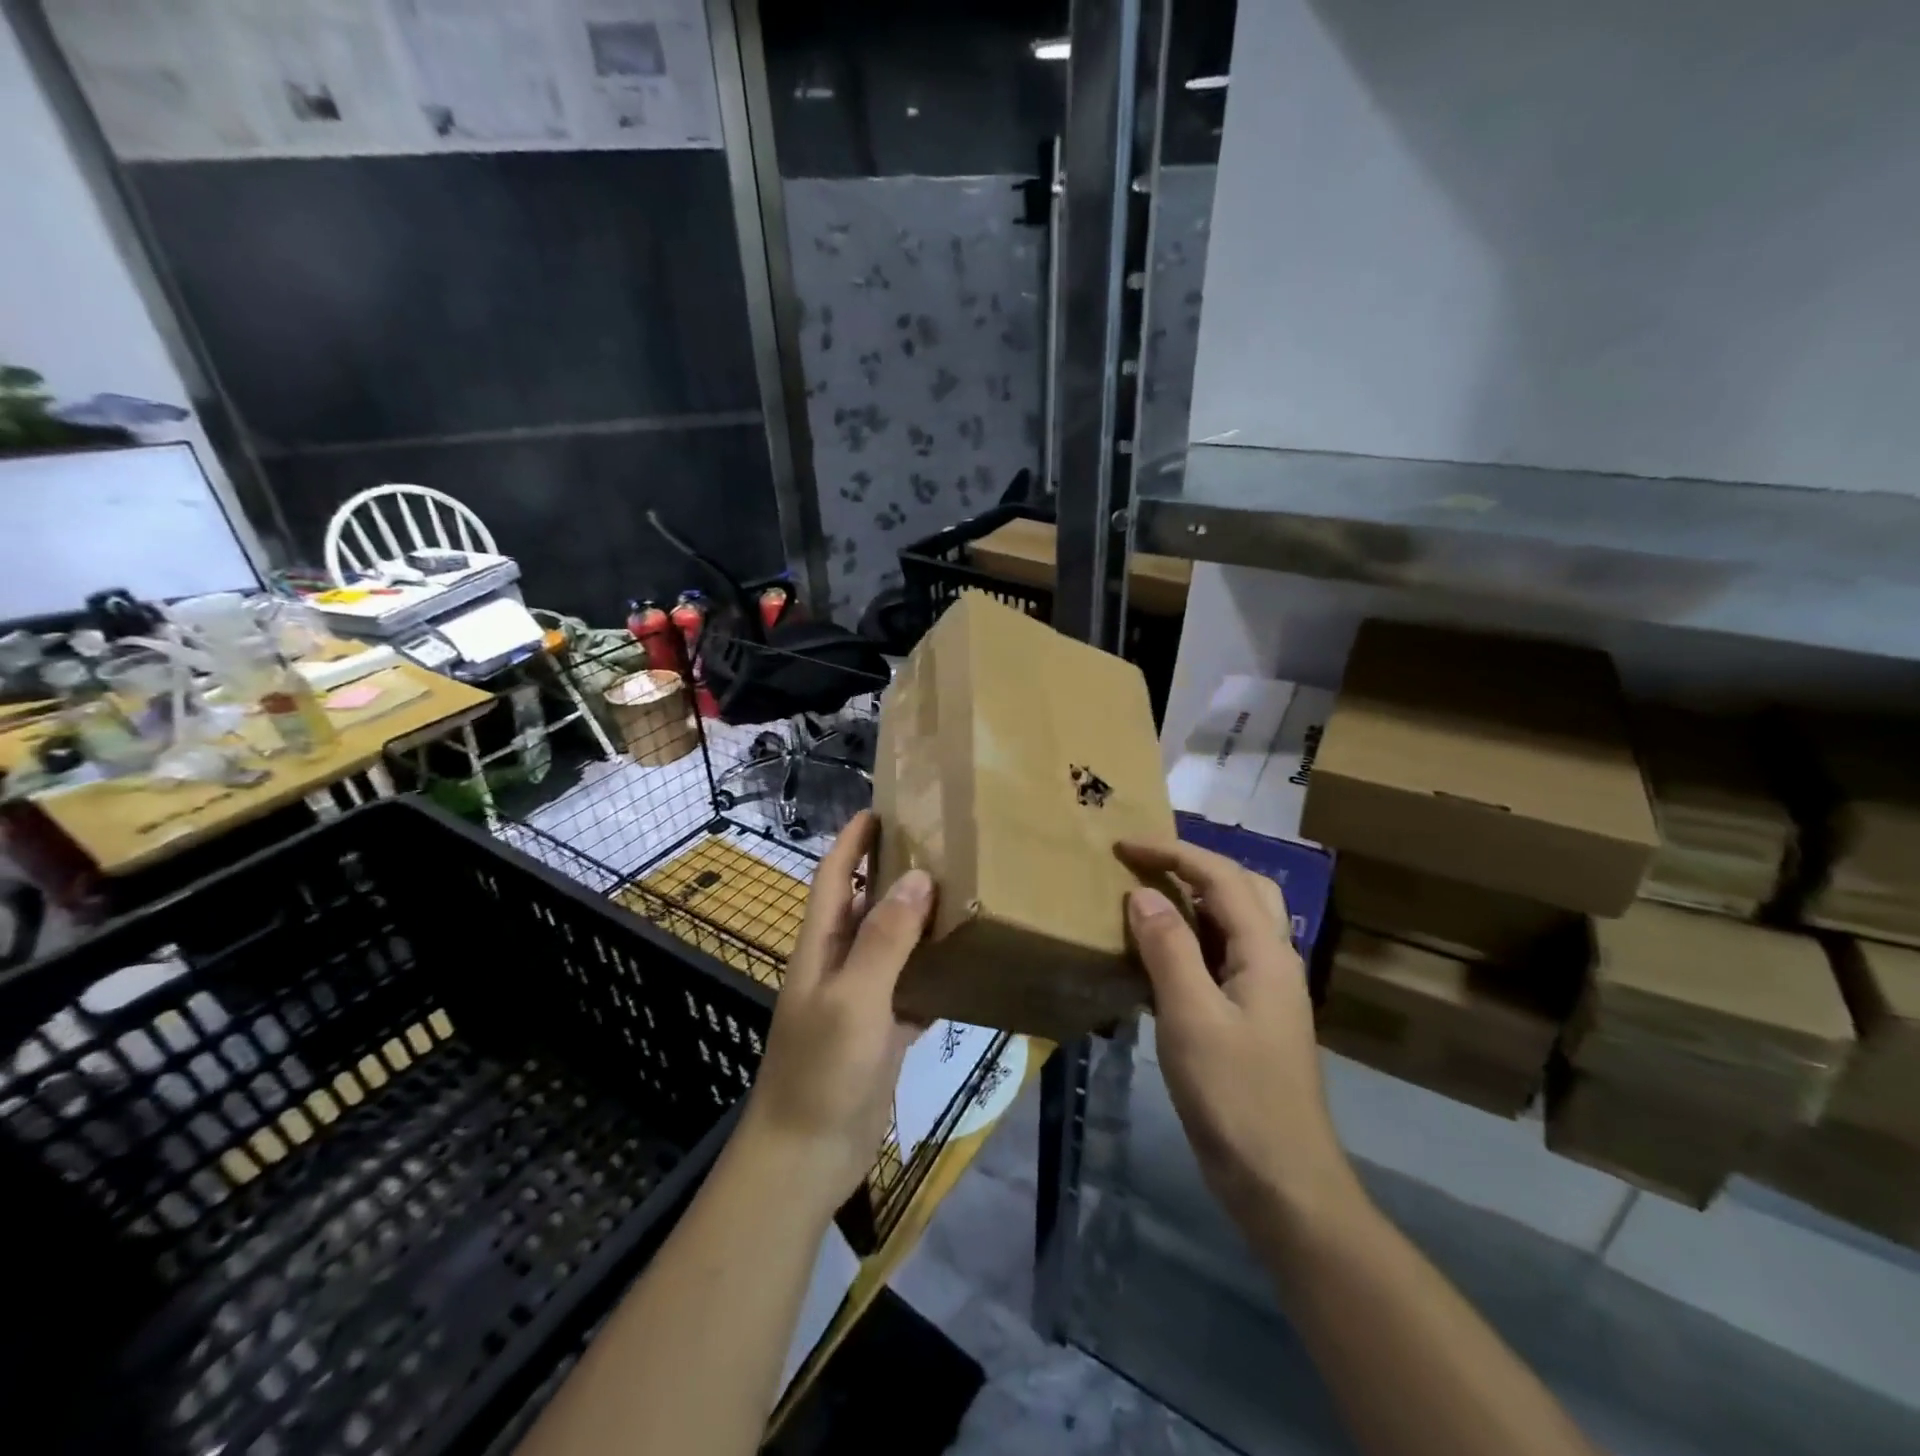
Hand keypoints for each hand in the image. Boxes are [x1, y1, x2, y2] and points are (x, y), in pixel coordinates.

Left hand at [739, 811, 933, 1212]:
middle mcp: (839, 964)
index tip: (881, 809)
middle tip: (942, 847)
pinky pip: (912, 989)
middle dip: (894, 873)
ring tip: (964, 893)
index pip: (833, 876)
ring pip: (893, 946)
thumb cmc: (821, 1069)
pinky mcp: (883, 1031)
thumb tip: (919, 877)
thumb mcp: (854, 998)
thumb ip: (885, 938)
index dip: (852, 841)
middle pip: (866, 905)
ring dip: (920, 921)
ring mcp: (861, 999)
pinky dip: (934, 973)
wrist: (806, 1156)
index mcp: (820, 946)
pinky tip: (967, 962)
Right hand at [1117, 840, 1362, 1238]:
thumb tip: (1143, 894)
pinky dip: (1193, 937)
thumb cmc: (1236, 1097)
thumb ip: (1169, 949)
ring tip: (1149, 896)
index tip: (1122, 845)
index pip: (1220, 876)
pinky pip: (1223, 956)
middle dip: (1193, 864)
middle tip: (1144, 863)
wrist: (1282, 1183)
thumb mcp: (1192, 1017)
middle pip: (1242, 887)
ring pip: (1236, 921)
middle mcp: (1273, 960)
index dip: (1172, 852)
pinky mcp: (1252, 1018)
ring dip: (1195, 898)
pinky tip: (1162, 955)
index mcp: (1266, 952)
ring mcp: (1266, 991)